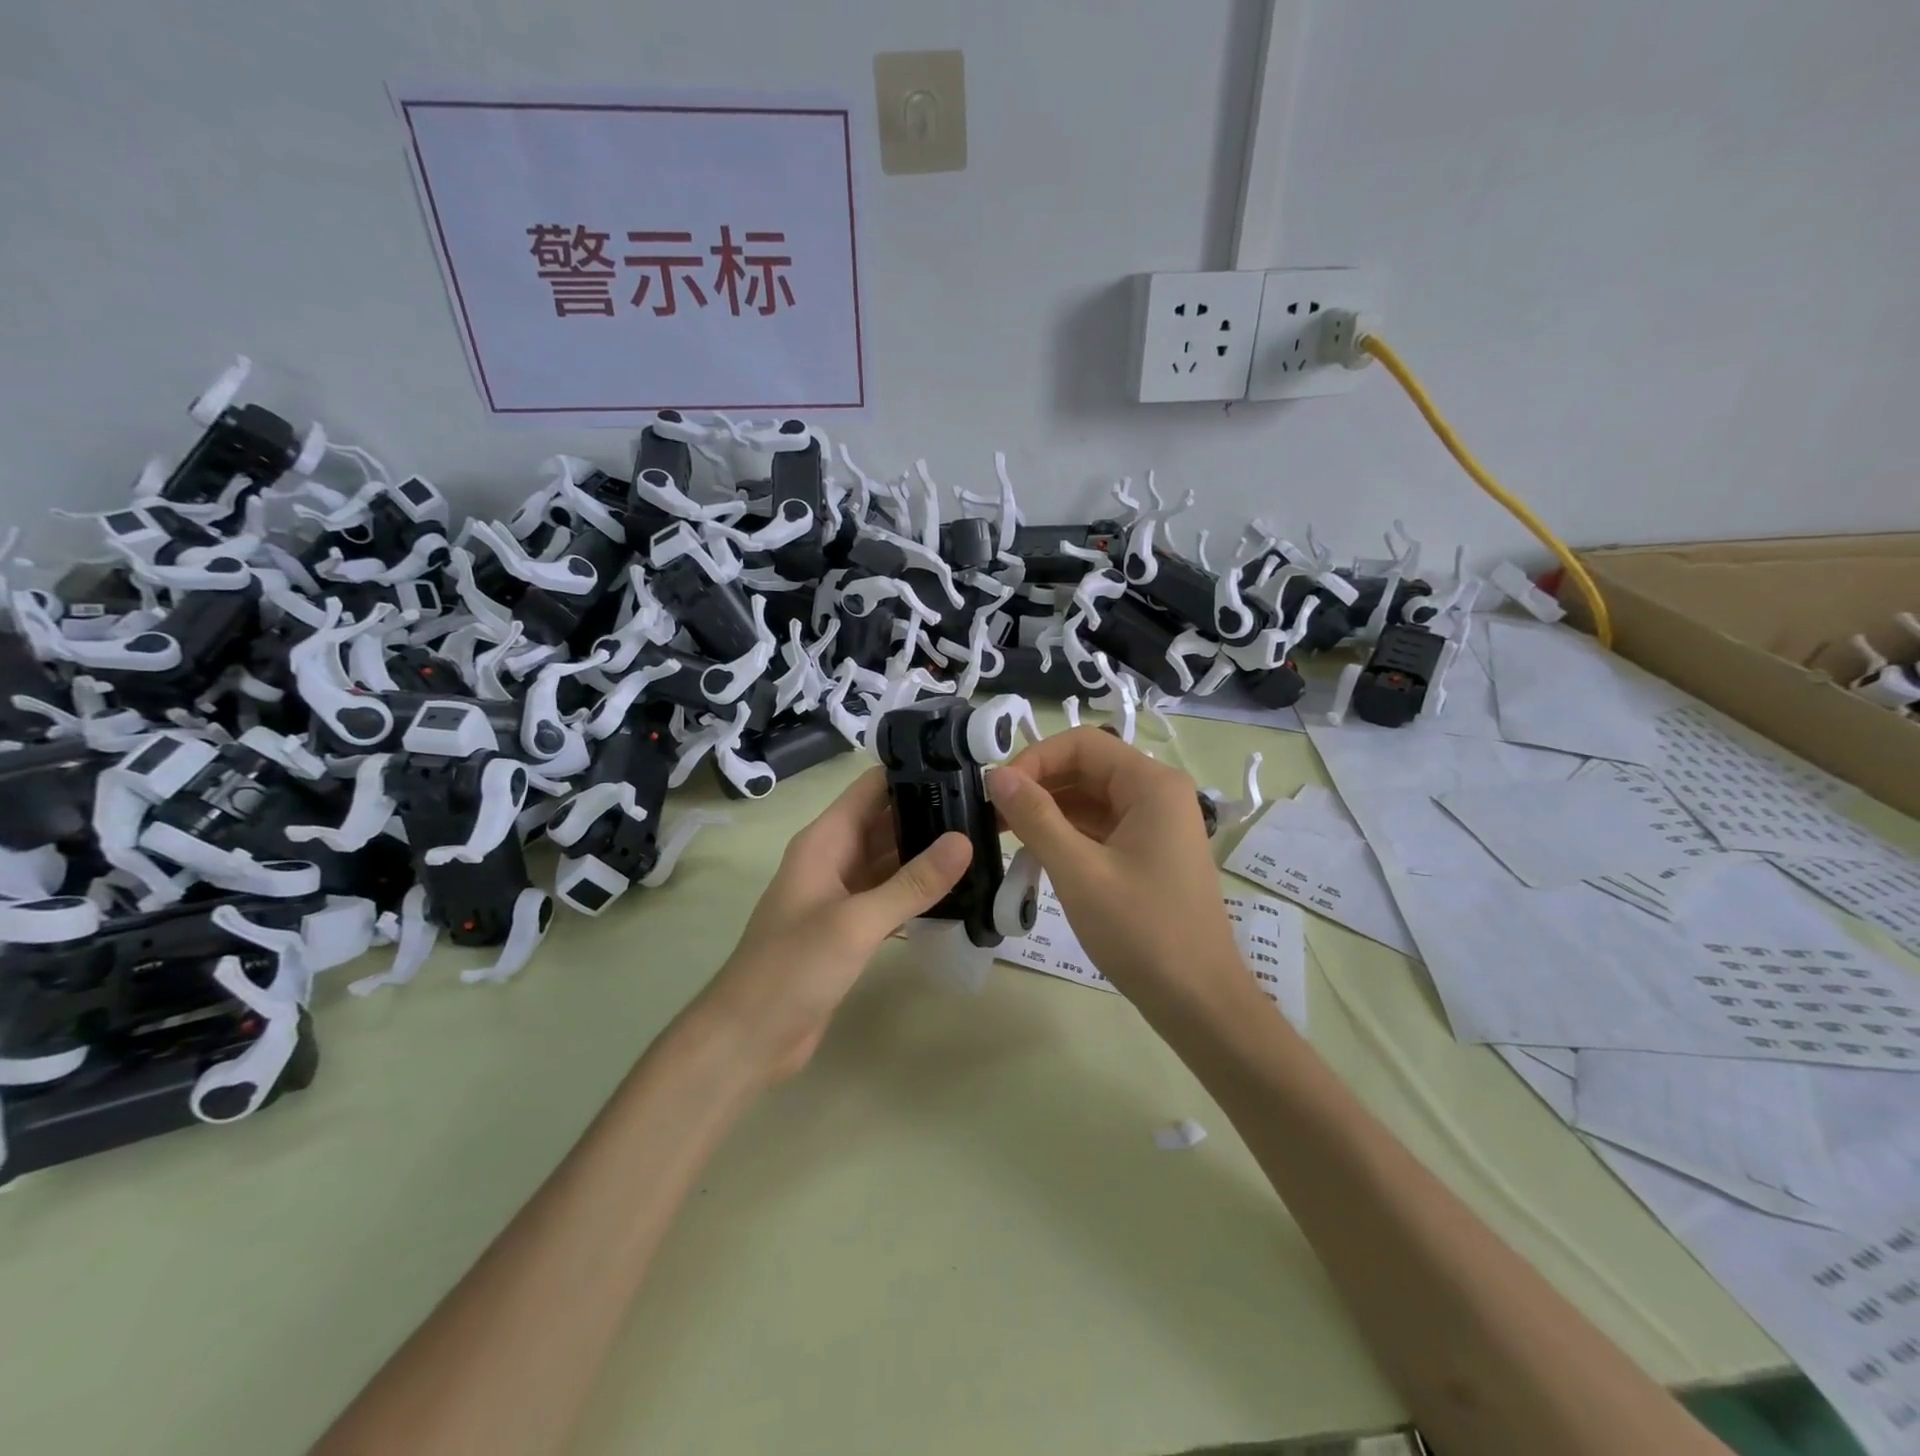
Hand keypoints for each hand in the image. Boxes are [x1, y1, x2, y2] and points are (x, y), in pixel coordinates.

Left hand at [689, 766, 972, 1083]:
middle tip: (989, 810)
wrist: (750, 1037)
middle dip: (932, 814)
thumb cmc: (793, 968)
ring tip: (985, 842)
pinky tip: (960, 891)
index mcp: (825, 841)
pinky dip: (920, 891)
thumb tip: (964, 840)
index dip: (914, 773)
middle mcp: (834, 858)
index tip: (966, 768)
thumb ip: (912, 883)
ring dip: (930, 853)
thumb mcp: (856, 922)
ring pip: (892, 860)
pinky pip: (891, 895)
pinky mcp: (851, 926)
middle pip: (887, 821)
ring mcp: (842, 893)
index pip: (872, 788)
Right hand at [987, 728, 1250, 1020]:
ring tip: (1004, 834)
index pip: (1082, 744)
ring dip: (1048, 811)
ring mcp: (1156, 825)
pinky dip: (1067, 834)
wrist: (1198, 1001)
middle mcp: (1158, 794)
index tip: (997, 791)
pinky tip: (1035, 855)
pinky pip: (1101, 827)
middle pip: (1087, 768)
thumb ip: (1035, 816)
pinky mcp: (1149, 853)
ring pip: (1091, 799)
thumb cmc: (1141, 931)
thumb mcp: (1079, 871)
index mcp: (1152, 784)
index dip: (1035, 759)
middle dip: (1038, 785)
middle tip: (992, 815)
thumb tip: (996, 775)